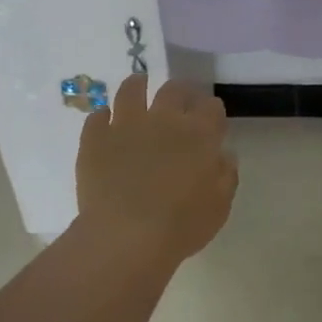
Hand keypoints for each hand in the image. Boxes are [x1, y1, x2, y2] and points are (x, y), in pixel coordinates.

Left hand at [76, 76, 237, 267]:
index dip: (212, 110)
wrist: (126, 236)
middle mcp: (164, 119)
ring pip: (131, 90)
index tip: (211, 117)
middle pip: (174, 90)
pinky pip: (97, 116)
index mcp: (199, 134)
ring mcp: (126, 125)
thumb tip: (223, 155)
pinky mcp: (95, 138)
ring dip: (138, 85)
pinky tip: (105, 121)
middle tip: (180, 99)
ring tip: (138, 85)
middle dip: (181, 91)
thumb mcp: (219, 206)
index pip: (211, 107)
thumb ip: (226, 176)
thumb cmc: (181, 225)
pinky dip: (103, 116)